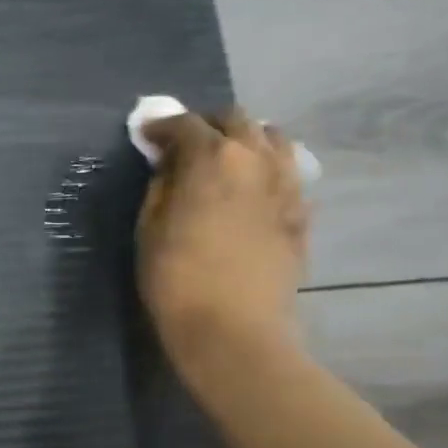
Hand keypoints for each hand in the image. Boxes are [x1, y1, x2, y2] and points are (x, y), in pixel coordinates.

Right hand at [137, 107, 308, 376]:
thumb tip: (170, 166)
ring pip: (272, 139)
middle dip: (206, 125)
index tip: (146, 135)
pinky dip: (266, 168)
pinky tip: (250, 189)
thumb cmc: (175, 278)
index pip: (185, 124)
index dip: (161, 126)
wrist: (233, 327)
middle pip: (235, 120)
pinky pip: (287, 171)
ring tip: (225, 159)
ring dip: (244, 139)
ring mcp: (287, 183)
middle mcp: (256, 158)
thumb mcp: (149, 228)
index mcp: (212, 158)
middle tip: (184, 145)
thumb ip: (161, 186)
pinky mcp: (302, 211)